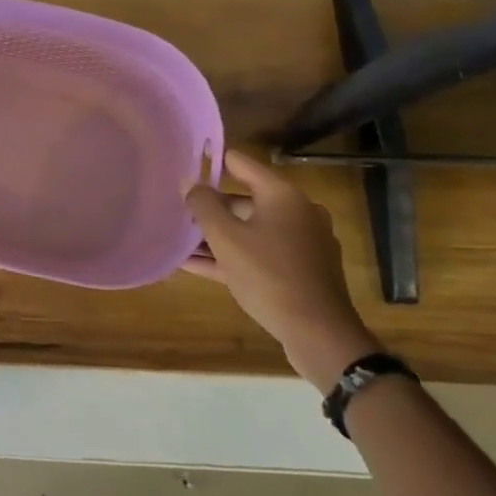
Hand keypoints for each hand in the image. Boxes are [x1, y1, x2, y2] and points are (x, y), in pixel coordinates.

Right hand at [183, 149, 379, 387]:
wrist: (319, 334)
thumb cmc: (269, 275)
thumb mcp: (226, 238)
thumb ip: (203, 206)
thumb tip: (189, 182)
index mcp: (283, 196)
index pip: (241, 164)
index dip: (212, 162)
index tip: (185, 162)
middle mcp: (296, 213)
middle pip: (244, 200)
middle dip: (210, 208)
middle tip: (176, 212)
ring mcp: (301, 243)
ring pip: (250, 230)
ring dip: (216, 236)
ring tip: (179, 241)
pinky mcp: (300, 271)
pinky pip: (259, 254)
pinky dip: (231, 256)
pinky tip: (197, 266)